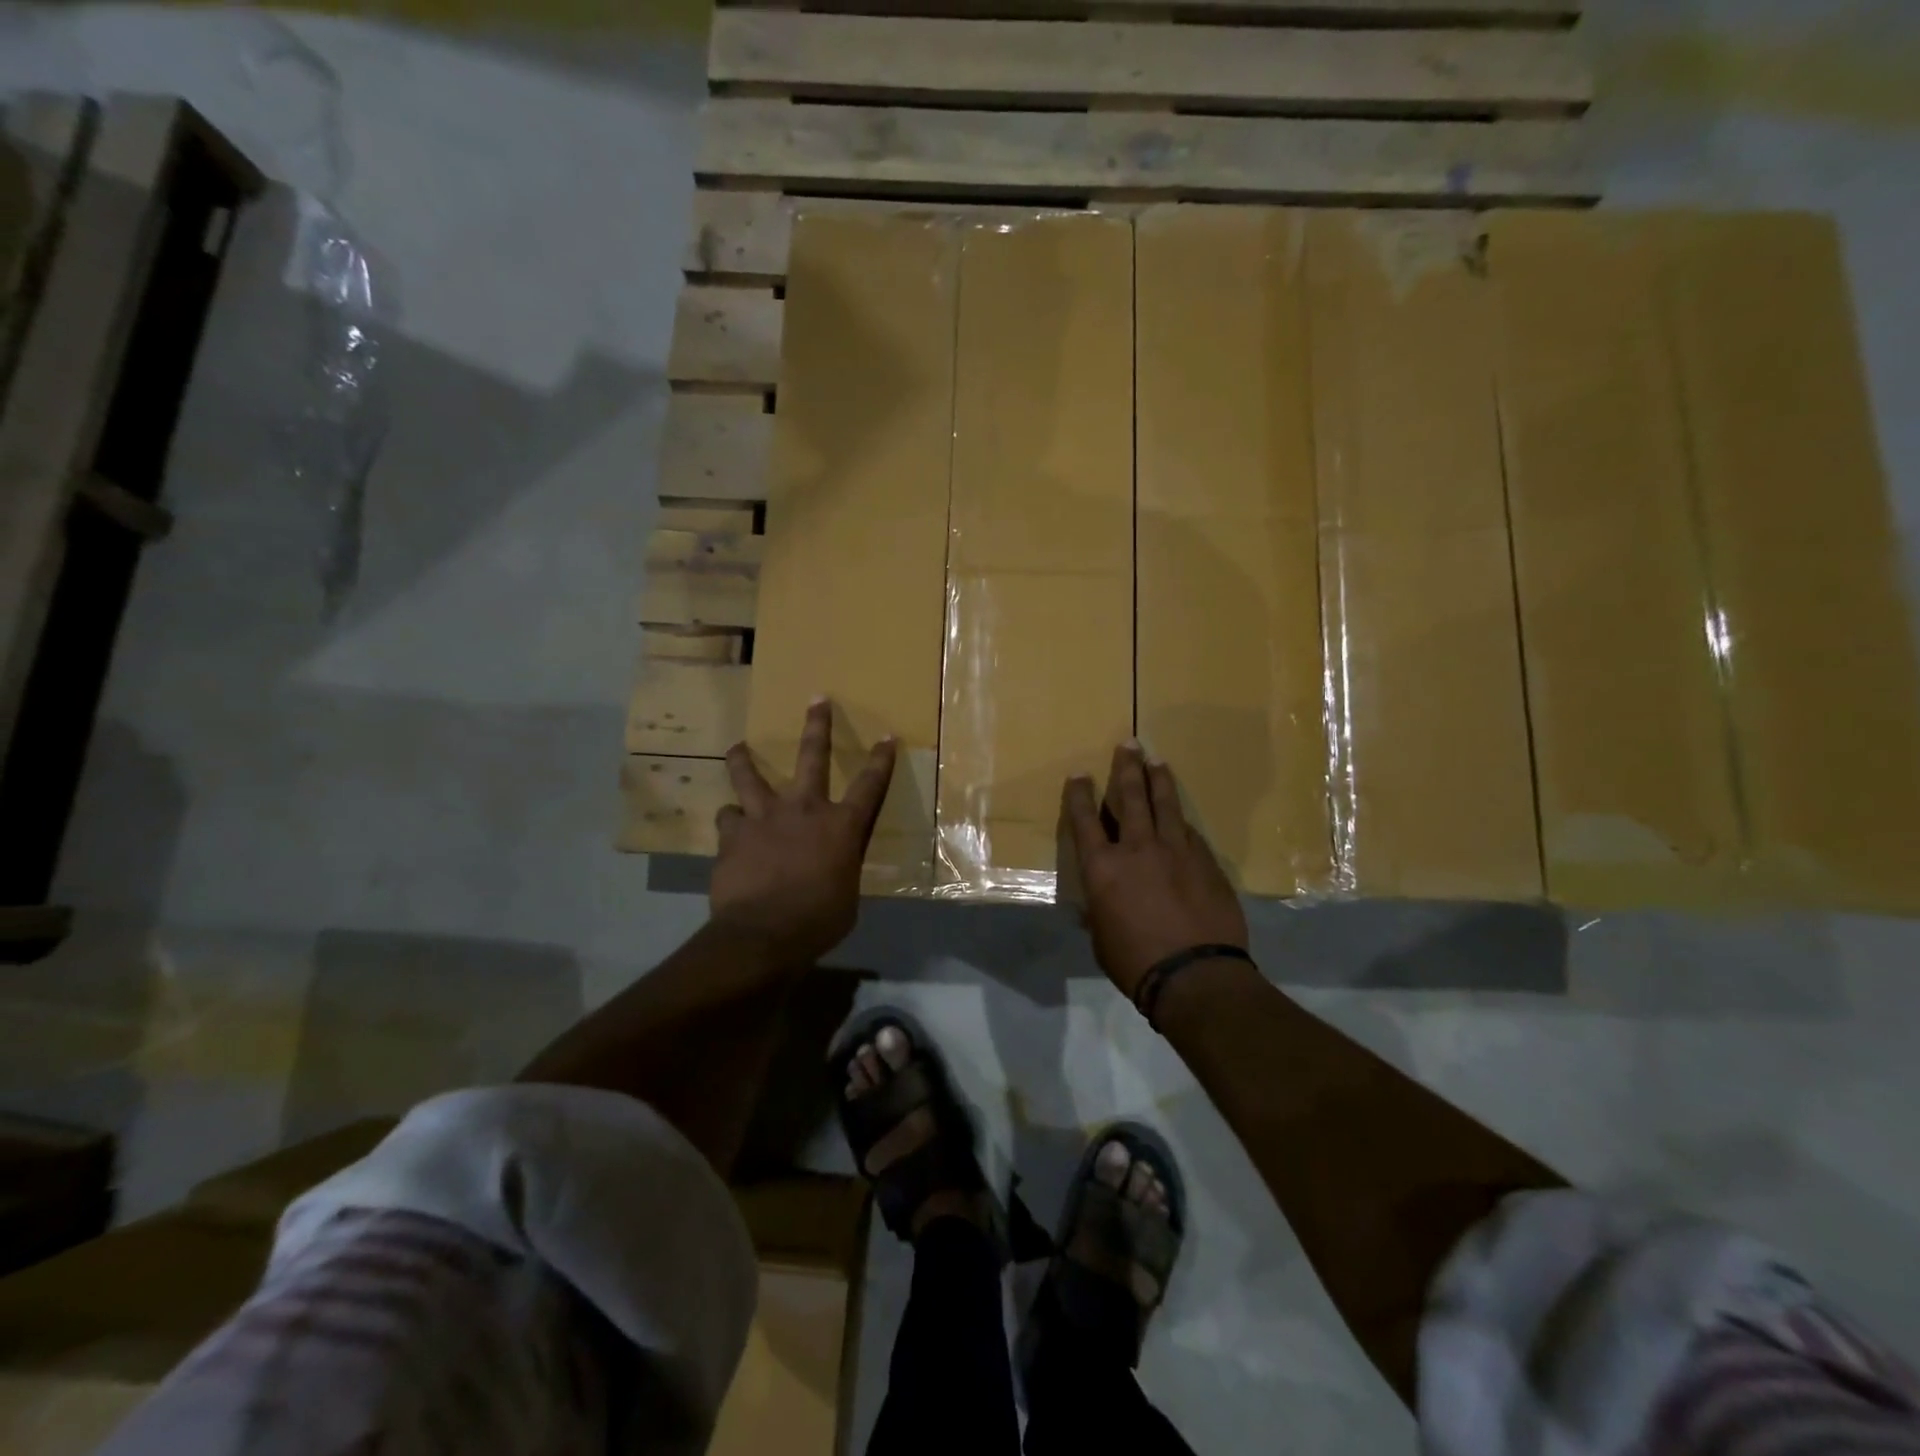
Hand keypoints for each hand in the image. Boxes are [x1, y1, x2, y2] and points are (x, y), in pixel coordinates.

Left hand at [711, 699, 895, 963]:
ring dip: (744, 760)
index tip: (886, 736)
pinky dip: (731, 819)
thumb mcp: (846, 895)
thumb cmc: (818, 920)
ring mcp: (764, 818)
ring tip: (738, 748)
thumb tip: (832, 867)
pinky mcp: (733, 835)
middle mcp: (804, 810)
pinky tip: (730, 826)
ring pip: (750, 776)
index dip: (880, 760)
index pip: (869, 786)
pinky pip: (727, 818)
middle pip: (812, 757)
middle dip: (817, 726)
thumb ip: (841, 869)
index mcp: (841, 826)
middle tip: (817, 700)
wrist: (763, 934)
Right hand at [1060, 743, 1248, 999]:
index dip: (1080, 795)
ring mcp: (1176, 852)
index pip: (1085, 821)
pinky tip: (1183, 815)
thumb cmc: (1135, 962)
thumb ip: (1099, 912)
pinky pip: (1191, 833)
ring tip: (1157, 760)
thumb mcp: (1102, 938)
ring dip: (1159, 780)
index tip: (1079, 774)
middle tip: (1129, 744)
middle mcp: (1137, 849)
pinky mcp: (1206, 862)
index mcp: (1103, 868)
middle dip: (1127, 768)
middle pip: (1130, 798)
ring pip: (1166, 805)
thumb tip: (1097, 907)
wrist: (1196, 975)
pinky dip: (1182, 820)